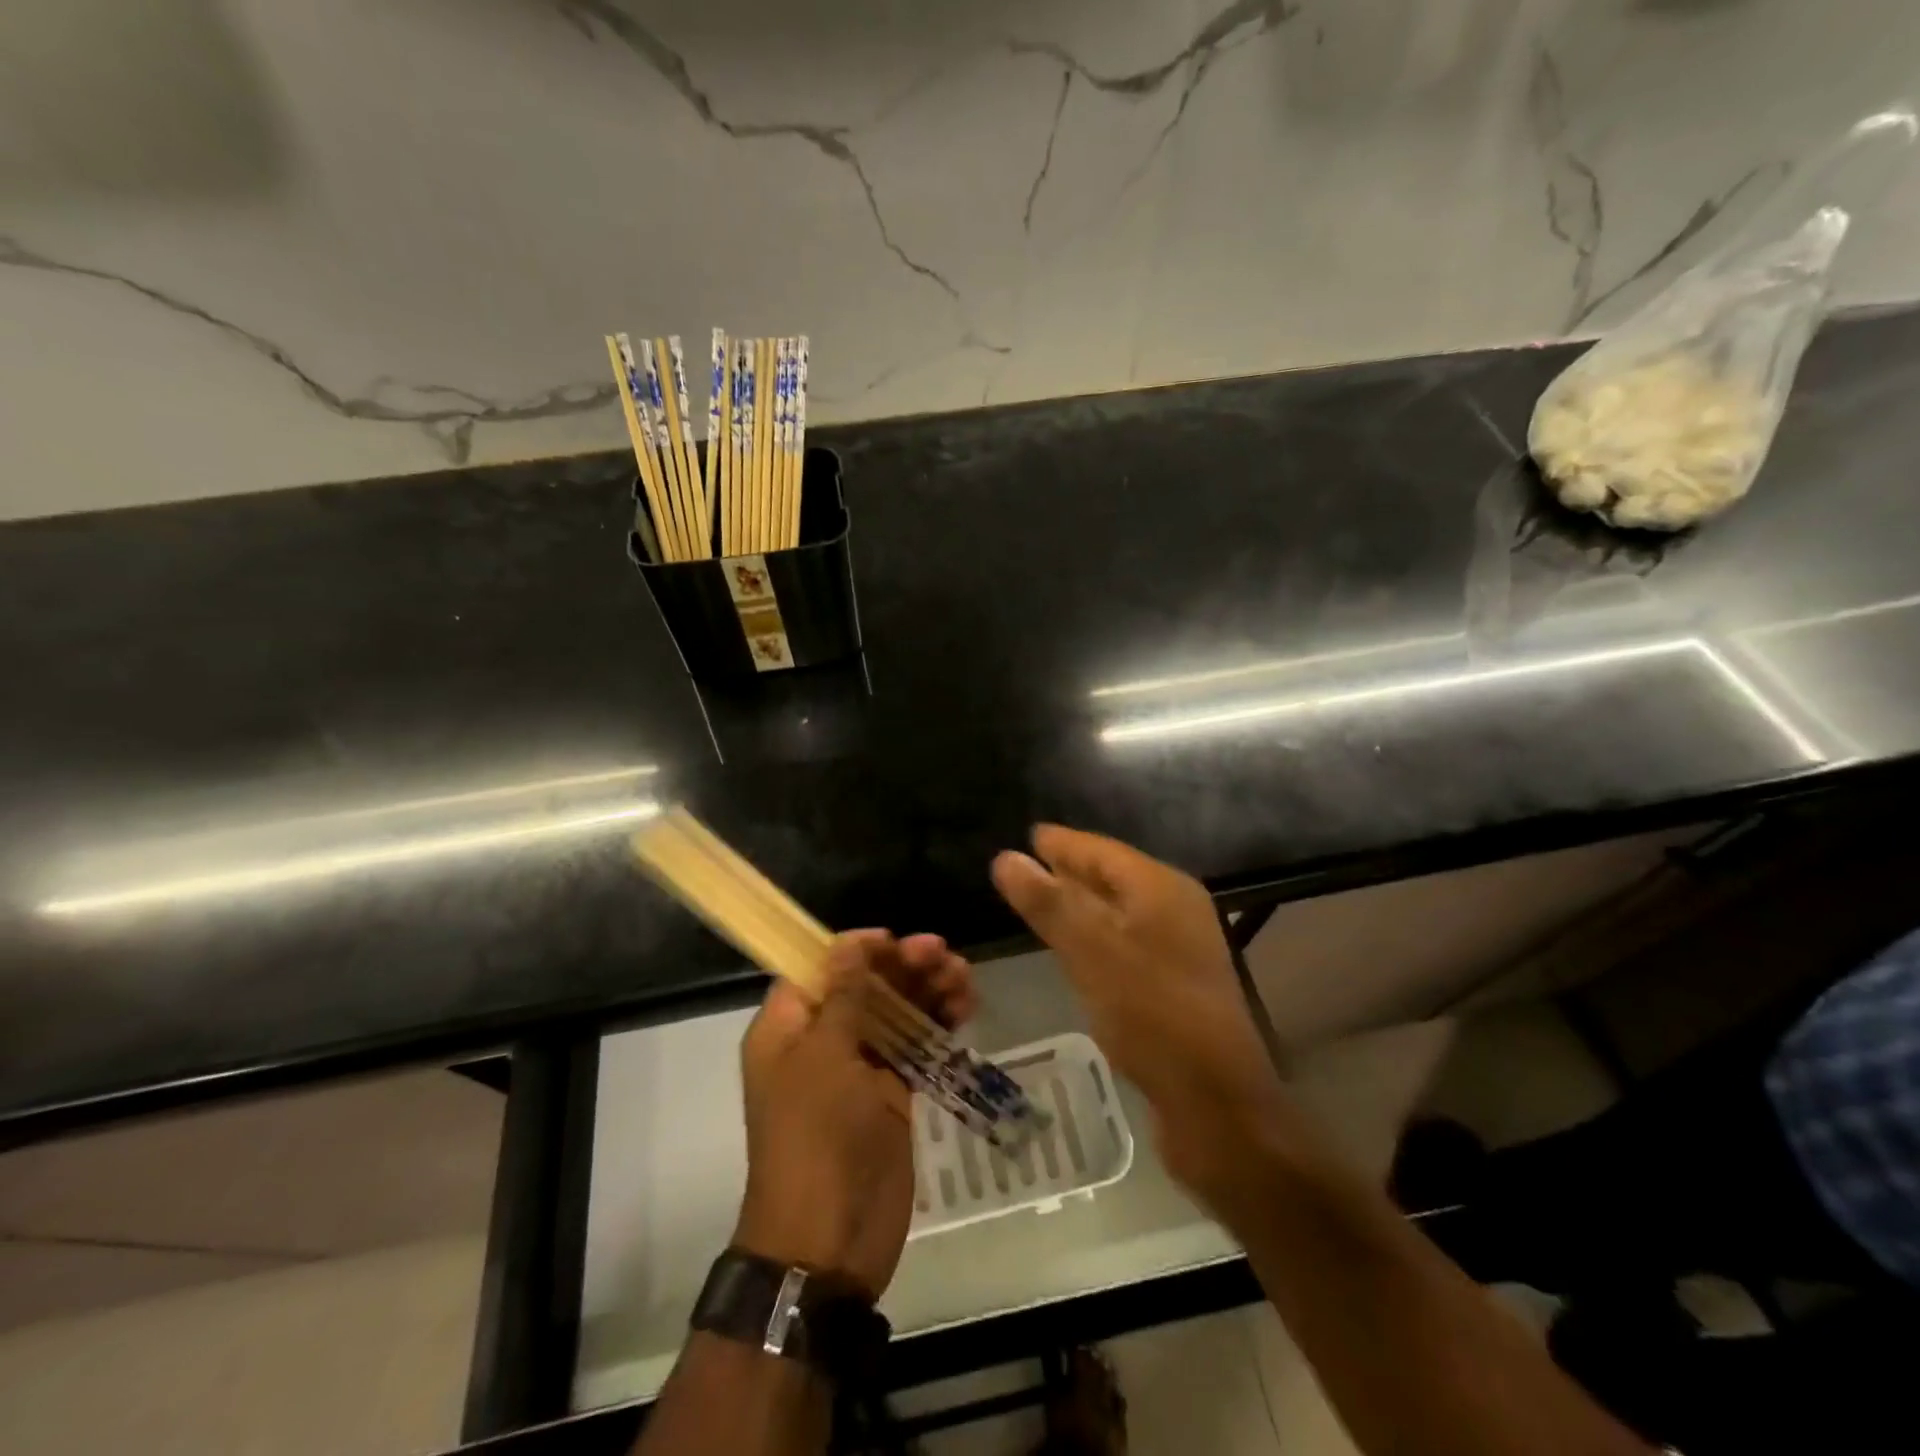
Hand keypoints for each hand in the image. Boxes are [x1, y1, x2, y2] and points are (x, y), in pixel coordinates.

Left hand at [733, 930, 974, 1299]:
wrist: (829, 1242)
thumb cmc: (816, 1137)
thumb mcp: (824, 1057)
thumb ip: (843, 996)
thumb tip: (851, 943)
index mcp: (788, 1027)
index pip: (820, 967)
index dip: (857, 949)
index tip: (895, 942)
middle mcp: (821, 1040)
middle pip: (865, 984)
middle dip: (904, 966)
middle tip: (944, 955)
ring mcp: (859, 1067)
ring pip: (896, 1010)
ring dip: (928, 990)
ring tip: (964, 978)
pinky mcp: (891, 1093)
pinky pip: (916, 1044)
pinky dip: (939, 1024)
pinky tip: (965, 1008)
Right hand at [991, 826, 1287, 1201]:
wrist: (1216, 1101)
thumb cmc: (1150, 1013)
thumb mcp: (1090, 952)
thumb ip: (1048, 903)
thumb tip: (1006, 858)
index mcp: (1160, 888)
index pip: (1102, 850)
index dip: (1064, 843)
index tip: (1031, 834)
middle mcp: (1176, 907)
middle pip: (1114, 876)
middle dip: (1072, 869)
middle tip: (1030, 863)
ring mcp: (1181, 945)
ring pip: (1121, 909)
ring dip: (1083, 902)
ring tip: (1046, 899)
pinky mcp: (1178, 981)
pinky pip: (1128, 939)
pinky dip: (1098, 933)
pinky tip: (1078, 947)